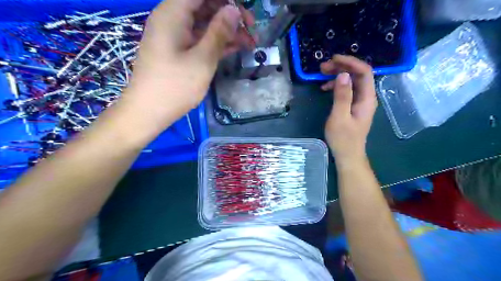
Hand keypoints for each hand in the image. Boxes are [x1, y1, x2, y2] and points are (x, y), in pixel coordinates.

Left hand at [122, 0, 254, 132]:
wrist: (149, 112)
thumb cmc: (175, 86)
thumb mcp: (202, 60)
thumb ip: (219, 33)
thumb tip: (234, 10)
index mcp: (173, 13)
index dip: (226, 0)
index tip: (246, 14)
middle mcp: (173, 19)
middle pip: (205, 6)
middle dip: (230, 15)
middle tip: (252, 30)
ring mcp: (176, 36)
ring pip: (205, 24)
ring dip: (227, 31)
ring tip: (250, 43)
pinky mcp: (179, 51)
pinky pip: (201, 39)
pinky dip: (217, 43)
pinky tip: (236, 48)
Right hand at [321, 55, 375, 161]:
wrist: (347, 155)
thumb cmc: (343, 138)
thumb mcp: (339, 117)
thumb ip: (342, 96)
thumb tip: (342, 75)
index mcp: (367, 98)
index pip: (364, 72)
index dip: (350, 62)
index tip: (333, 59)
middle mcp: (366, 97)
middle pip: (358, 74)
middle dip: (341, 66)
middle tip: (323, 66)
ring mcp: (360, 101)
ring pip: (351, 81)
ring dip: (338, 74)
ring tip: (321, 74)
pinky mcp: (353, 106)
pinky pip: (347, 90)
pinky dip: (336, 85)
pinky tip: (325, 88)